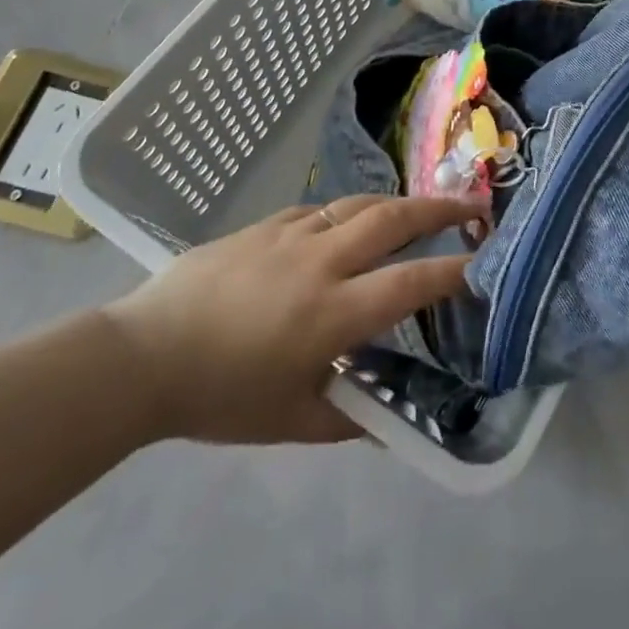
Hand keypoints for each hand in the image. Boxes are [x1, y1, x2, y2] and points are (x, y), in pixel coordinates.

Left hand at [100, 194, 486, 445]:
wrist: (144, 355)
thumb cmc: (220, 395)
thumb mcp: (291, 421)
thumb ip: (349, 420)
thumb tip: (392, 425)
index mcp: (332, 314)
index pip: (409, 284)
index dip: (452, 271)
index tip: (484, 262)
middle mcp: (321, 262)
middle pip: (392, 220)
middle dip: (439, 209)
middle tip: (472, 204)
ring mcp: (291, 235)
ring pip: (358, 204)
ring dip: (397, 202)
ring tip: (421, 206)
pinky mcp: (265, 224)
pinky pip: (318, 210)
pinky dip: (345, 214)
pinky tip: (347, 224)